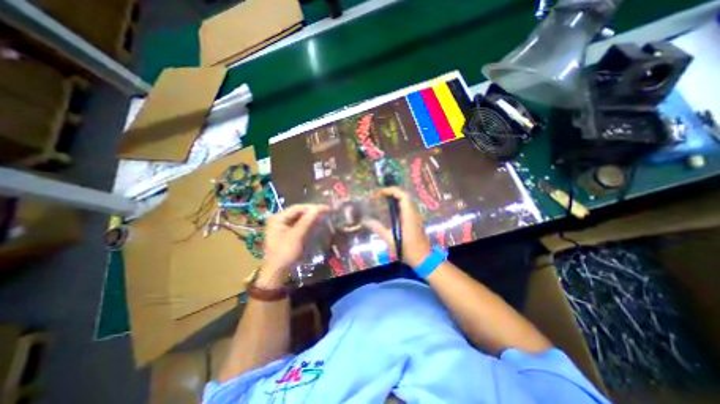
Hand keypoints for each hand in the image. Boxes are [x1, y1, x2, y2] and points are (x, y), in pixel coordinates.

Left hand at [257, 206, 328, 287]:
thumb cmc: (285, 253)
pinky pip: (299, 224)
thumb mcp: (296, 236)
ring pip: (299, 217)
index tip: (326, 208)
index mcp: (278, 218)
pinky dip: (308, 223)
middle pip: (298, 212)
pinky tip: (316, 222)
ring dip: (311, 217)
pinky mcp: (287, 232)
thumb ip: (306, 221)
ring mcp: (282, 225)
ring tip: (324, 215)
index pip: (297, 208)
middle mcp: (279, 219)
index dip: (312, 207)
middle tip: (326, 211)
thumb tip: (317, 209)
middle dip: (312, 211)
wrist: (277, 272)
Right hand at [367, 186, 432, 268]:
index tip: (380, 193)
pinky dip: (397, 204)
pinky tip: (389, 210)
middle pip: (405, 196)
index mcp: (408, 216)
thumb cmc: (408, 250)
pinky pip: (406, 207)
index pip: (403, 196)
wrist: (423, 259)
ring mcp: (415, 216)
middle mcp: (413, 213)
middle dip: (392, 192)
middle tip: (379, 195)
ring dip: (395, 197)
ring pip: (406, 201)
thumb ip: (379, 229)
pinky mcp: (414, 220)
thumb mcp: (391, 241)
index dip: (392, 191)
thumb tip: (366, 221)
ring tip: (382, 200)